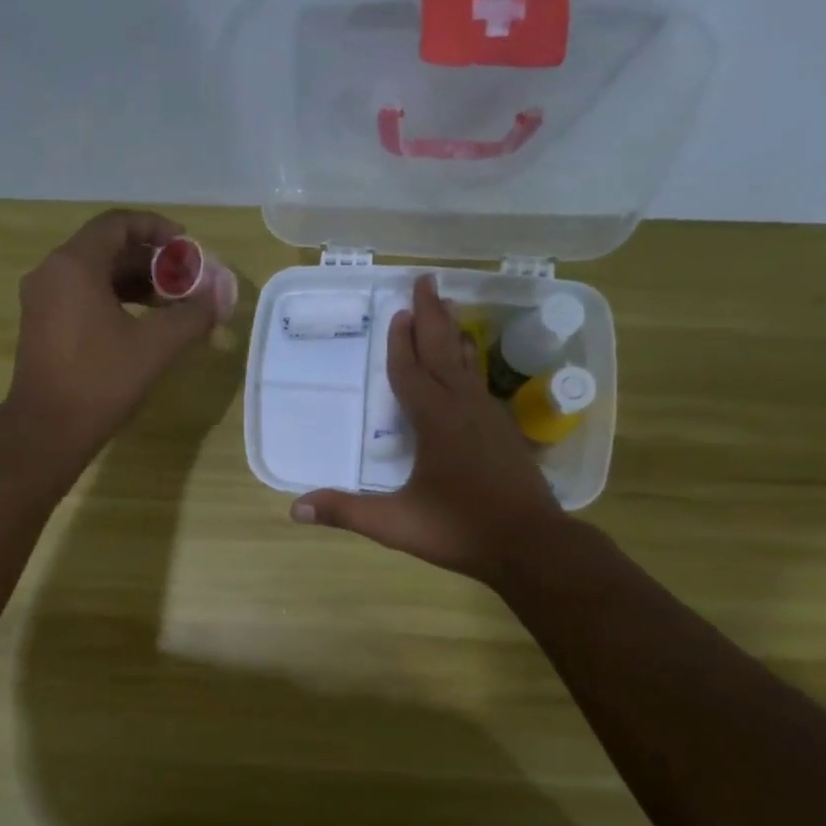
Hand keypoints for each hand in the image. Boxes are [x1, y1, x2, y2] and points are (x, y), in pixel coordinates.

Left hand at [5, 209, 236, 458]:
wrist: (47, 430)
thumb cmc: (100, 382)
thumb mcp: (155, 347)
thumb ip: (192, 315)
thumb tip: (222, 293)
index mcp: (75, 265)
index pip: (118, 224)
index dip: (157, 228)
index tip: (187, 247)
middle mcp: (52, 272)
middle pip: (107, 248)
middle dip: (151, 261)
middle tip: (186, 281)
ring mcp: (43, 299)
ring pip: (95, 274)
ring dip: (135, 282)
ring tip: (171, 304)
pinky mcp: (42, 324)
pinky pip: (82, 296)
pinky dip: (115, 300)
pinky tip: (142, 324)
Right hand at [292, 275, 568, 585]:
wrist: (531, 544)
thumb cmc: (460, 529)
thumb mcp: (396, 524)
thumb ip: (346, 512)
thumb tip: (295, 508)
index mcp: (436, 421)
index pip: (411, 373)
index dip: (400, 344)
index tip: (397, 311)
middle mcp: (464, 408)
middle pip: (443, 352)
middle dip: (432, 316)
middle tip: (426, 281)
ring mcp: (489, 417)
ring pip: (466, 364)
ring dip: (452, 334)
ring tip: (447, 307)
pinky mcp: (504, 431)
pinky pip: (479, 384)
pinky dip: (468, 363)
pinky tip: (468, 367)